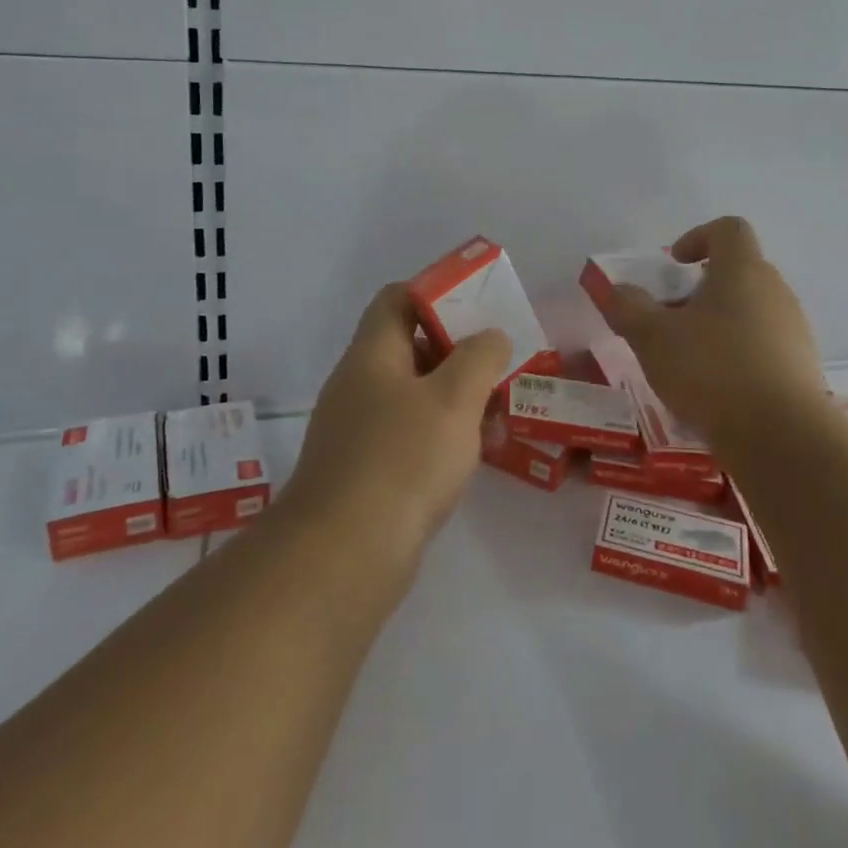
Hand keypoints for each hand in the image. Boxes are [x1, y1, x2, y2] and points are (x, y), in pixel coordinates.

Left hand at [282, 284, 512, 568]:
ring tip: (502, 412)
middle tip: (503, 363)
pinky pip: (413, 435)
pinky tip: (478, 453)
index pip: (398, 298)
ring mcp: (361, 430)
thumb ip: (479, 357)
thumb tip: (491, 337)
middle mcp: (361, 385)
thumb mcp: (454, 397)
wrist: (344, 555)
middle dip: (461, 351)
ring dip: (460, 397)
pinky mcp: (369, 470)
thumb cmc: (403, 459)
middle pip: (413, 346)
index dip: (438, 292)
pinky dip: (446, 434)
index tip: (480, 307)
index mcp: (373, 354)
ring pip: (418, 395)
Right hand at [600, 216, 825, 440]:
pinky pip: (765, 346)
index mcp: (742, 270)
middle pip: (739, 271)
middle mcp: (775, 291)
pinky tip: (717, 389)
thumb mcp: (653, 338)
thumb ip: (628, 308)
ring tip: (689, 359)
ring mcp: (794, 329)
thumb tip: (615, 289)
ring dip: (719, 324)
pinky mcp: (802, 367)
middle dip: (701, 289)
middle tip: (671, 318)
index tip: (674, 264)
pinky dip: (738, 355)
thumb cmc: (711, 370)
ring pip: (751, 311)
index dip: (698, 237)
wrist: (780, 437)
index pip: (728, 229)